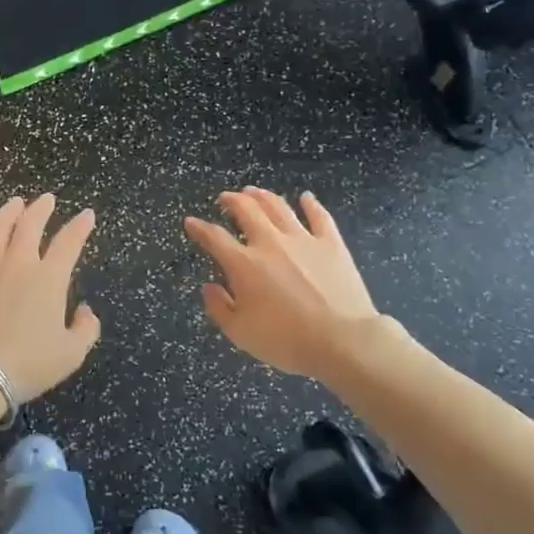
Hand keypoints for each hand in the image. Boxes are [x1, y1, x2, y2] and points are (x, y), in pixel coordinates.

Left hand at [0, 194, 101, 401]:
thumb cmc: (27, 365)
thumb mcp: (71, 354)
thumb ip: (86, 329)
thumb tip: (85, 310)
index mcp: (49, 278)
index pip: (69, 242)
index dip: (80, 226)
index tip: (87, 215)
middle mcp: (18, 262)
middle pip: (31, 225)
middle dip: (42, 208)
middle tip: (46, 199)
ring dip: (9, 212)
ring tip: (15, 203)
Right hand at [185, 187, 382, 381]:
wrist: (342, 341)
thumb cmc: (287, 341)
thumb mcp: (240, 333)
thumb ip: (219, 308)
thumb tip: (209, 287)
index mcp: (244, 264)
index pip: (214, 238)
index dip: (199, 228)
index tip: (191, 222)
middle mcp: (270, 243)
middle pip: (247, 210)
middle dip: (232, 200)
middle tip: (225, 198)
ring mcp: (303, 240)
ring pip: (278, 207)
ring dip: (262, 196)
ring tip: (254, 191)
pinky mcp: (331, 244)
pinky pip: (319, 217)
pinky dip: (310, 204)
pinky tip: (305, 197)